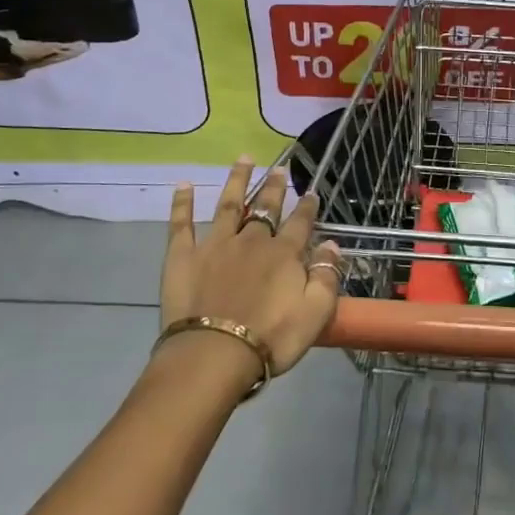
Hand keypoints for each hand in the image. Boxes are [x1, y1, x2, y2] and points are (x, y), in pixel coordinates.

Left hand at [161, 157, 341, 380]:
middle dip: (274, 187)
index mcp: (284, 254)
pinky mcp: (183, 257)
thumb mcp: (315, 313)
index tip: (311, 191)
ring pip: (229, 205)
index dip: (307, 207)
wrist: (214, 355)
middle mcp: (251, 240)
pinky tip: (183, 184)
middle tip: (280, 168)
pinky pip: (182, 224)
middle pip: (265, 207)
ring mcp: (215, 245)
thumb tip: (332, 245)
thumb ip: (327, 277)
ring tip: (243, 159)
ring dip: (237, 180)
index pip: (300, 223)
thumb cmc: (271, 339)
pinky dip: (182, 203)